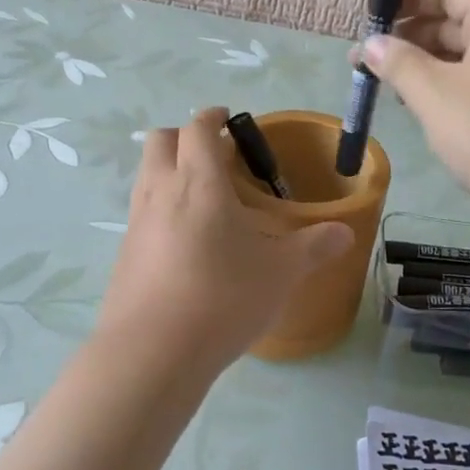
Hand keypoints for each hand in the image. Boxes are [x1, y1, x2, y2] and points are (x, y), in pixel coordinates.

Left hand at [96, 108, 353, 373]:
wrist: (153, 352)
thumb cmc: (223, 298)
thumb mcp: (280, 273)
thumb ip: (314, 247)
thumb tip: (345, 232)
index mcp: (198, 182)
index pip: (198, 128)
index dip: (213, 117)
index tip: (228, 120)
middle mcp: (160, 192)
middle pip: (160, 141)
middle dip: (185, 137)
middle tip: (216, 157)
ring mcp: (136, 223)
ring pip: (146, 175)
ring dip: (170, 171)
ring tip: (204, 199)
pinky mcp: (124, 255)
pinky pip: (142, 214)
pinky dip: (161, 209)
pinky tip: (186, 243)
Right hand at [364, 0, 469, 216]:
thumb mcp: (435, 96)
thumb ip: (398, 62)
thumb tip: (371, 43)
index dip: (404, 2)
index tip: (368, 26)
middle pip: (457, 18)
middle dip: (410, 39)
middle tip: (368, 66)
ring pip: (468, 51)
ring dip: (428, 66)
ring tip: (392, 91)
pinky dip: (453, 84)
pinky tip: (428, 109)